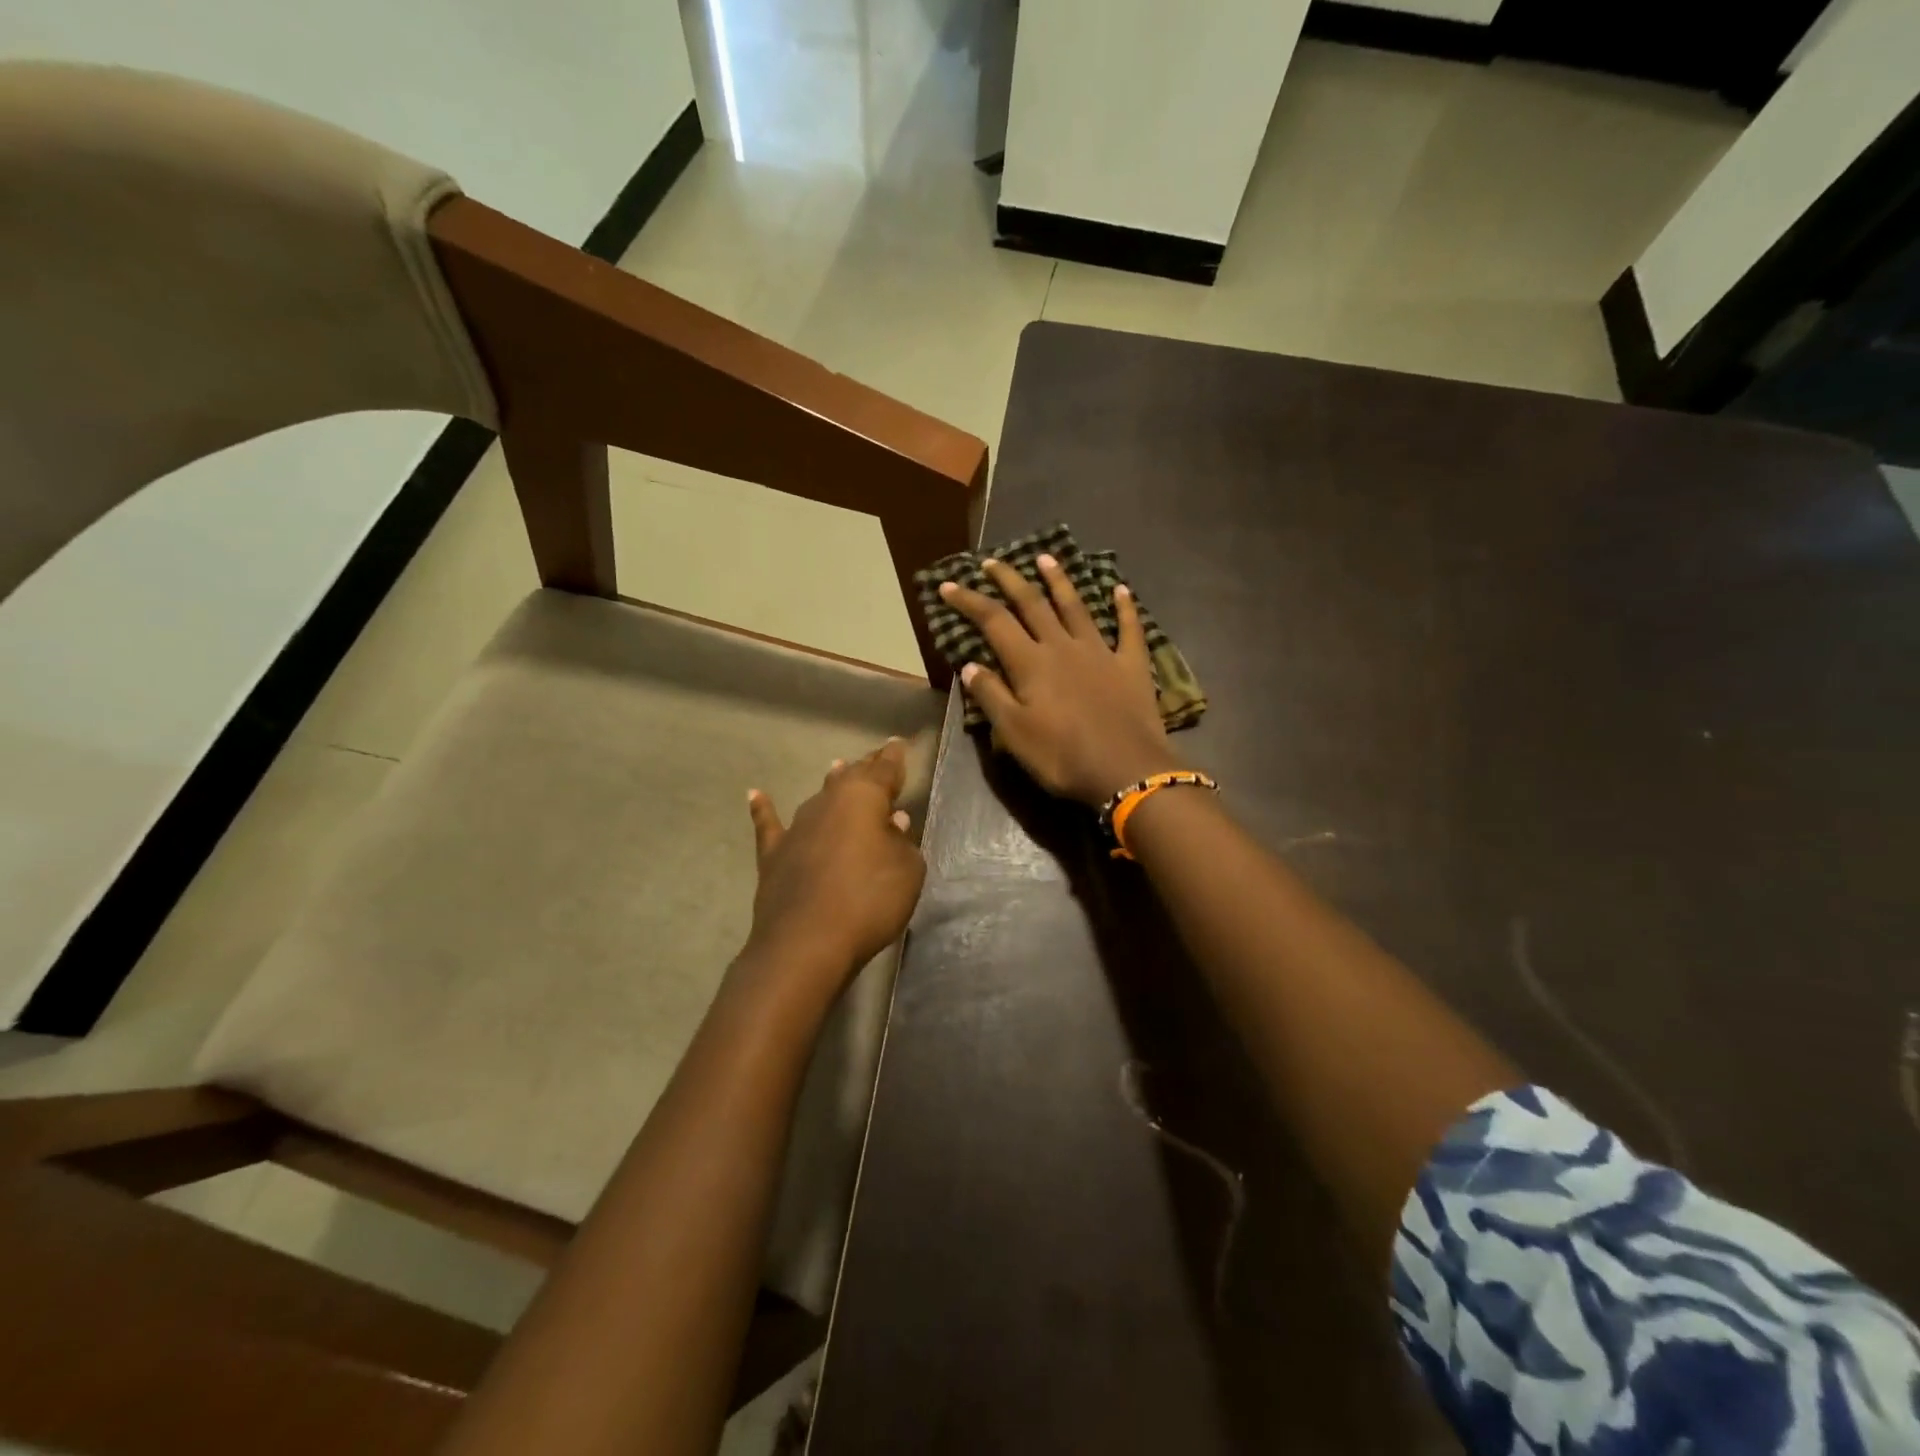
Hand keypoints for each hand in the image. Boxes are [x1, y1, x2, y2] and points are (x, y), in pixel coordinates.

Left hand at [742, 738, 925, 993]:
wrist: (806, 943)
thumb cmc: (869, 900)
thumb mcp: (908, 871)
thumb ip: (902, 842)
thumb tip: (892, 821)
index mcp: (864, 798)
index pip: (885, 770)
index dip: (894, 757)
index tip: (898, 742)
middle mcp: (828, 802)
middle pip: (851, 777)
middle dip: (866, 767)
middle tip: (877, 756)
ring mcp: (797, 827)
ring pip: (818, 797)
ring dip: (830, 783)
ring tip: (837, 767)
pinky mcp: (774, 854)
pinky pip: (769, 824)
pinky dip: (763, 809)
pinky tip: (754, 795)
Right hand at [939, 555, 1178, 807]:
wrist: (1127, 770)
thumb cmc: (1063, 757)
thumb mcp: (1014, 734)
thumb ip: (991, 696)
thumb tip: (970, 665)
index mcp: (1031, 663)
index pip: (993, 621)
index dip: (969, 601)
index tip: (949, 585)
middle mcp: (1063, 646)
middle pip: (1032, 604)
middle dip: (1010, 580)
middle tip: (993, 562)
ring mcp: (1100, 652)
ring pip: (1076, 607)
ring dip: (1059, 581)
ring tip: (1046, 558)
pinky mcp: (1131, 665)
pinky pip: (1129, 629)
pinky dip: (1125, 607)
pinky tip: (1121, 589)